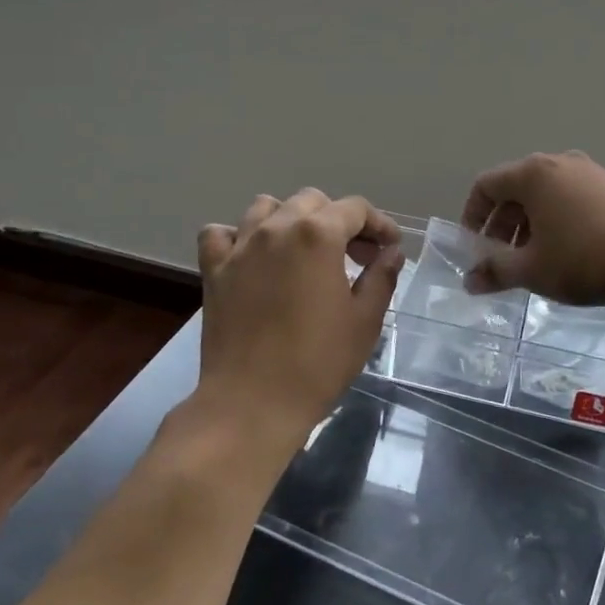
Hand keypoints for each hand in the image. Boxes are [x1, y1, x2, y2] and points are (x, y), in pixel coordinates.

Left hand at [195, 190, 403, 460]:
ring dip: (291, 219)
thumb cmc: (318, 362)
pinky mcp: (214, 270)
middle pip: (312, 201)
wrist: (252, 403)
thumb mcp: (365, 320)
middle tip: (356, 255)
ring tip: (305, 250)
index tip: (390, 247)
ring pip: (266, 207)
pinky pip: (221, 234)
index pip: (355, 209)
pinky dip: (239, 237)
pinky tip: (254, 258)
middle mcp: (276, 228)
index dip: (379, 224)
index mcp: (318, 235)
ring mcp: (240, 247)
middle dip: (339, 220)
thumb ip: (382, 276)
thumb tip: (391, 252)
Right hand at [460, 151, 604, 310]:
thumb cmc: (582, 261)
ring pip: (544, 195)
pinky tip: (564, 253)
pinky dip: (554, 221)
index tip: (474, 249)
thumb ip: (494, 271)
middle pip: (515, 188)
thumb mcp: (531, 270)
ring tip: (532, 260)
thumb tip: (469, 281)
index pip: (486, 185)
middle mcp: (560, 162)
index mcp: (534, 173)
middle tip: (500, 260)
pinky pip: (569, 198)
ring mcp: (590, 172)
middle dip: (501, 225)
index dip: (472, 217)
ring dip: (527, 225)